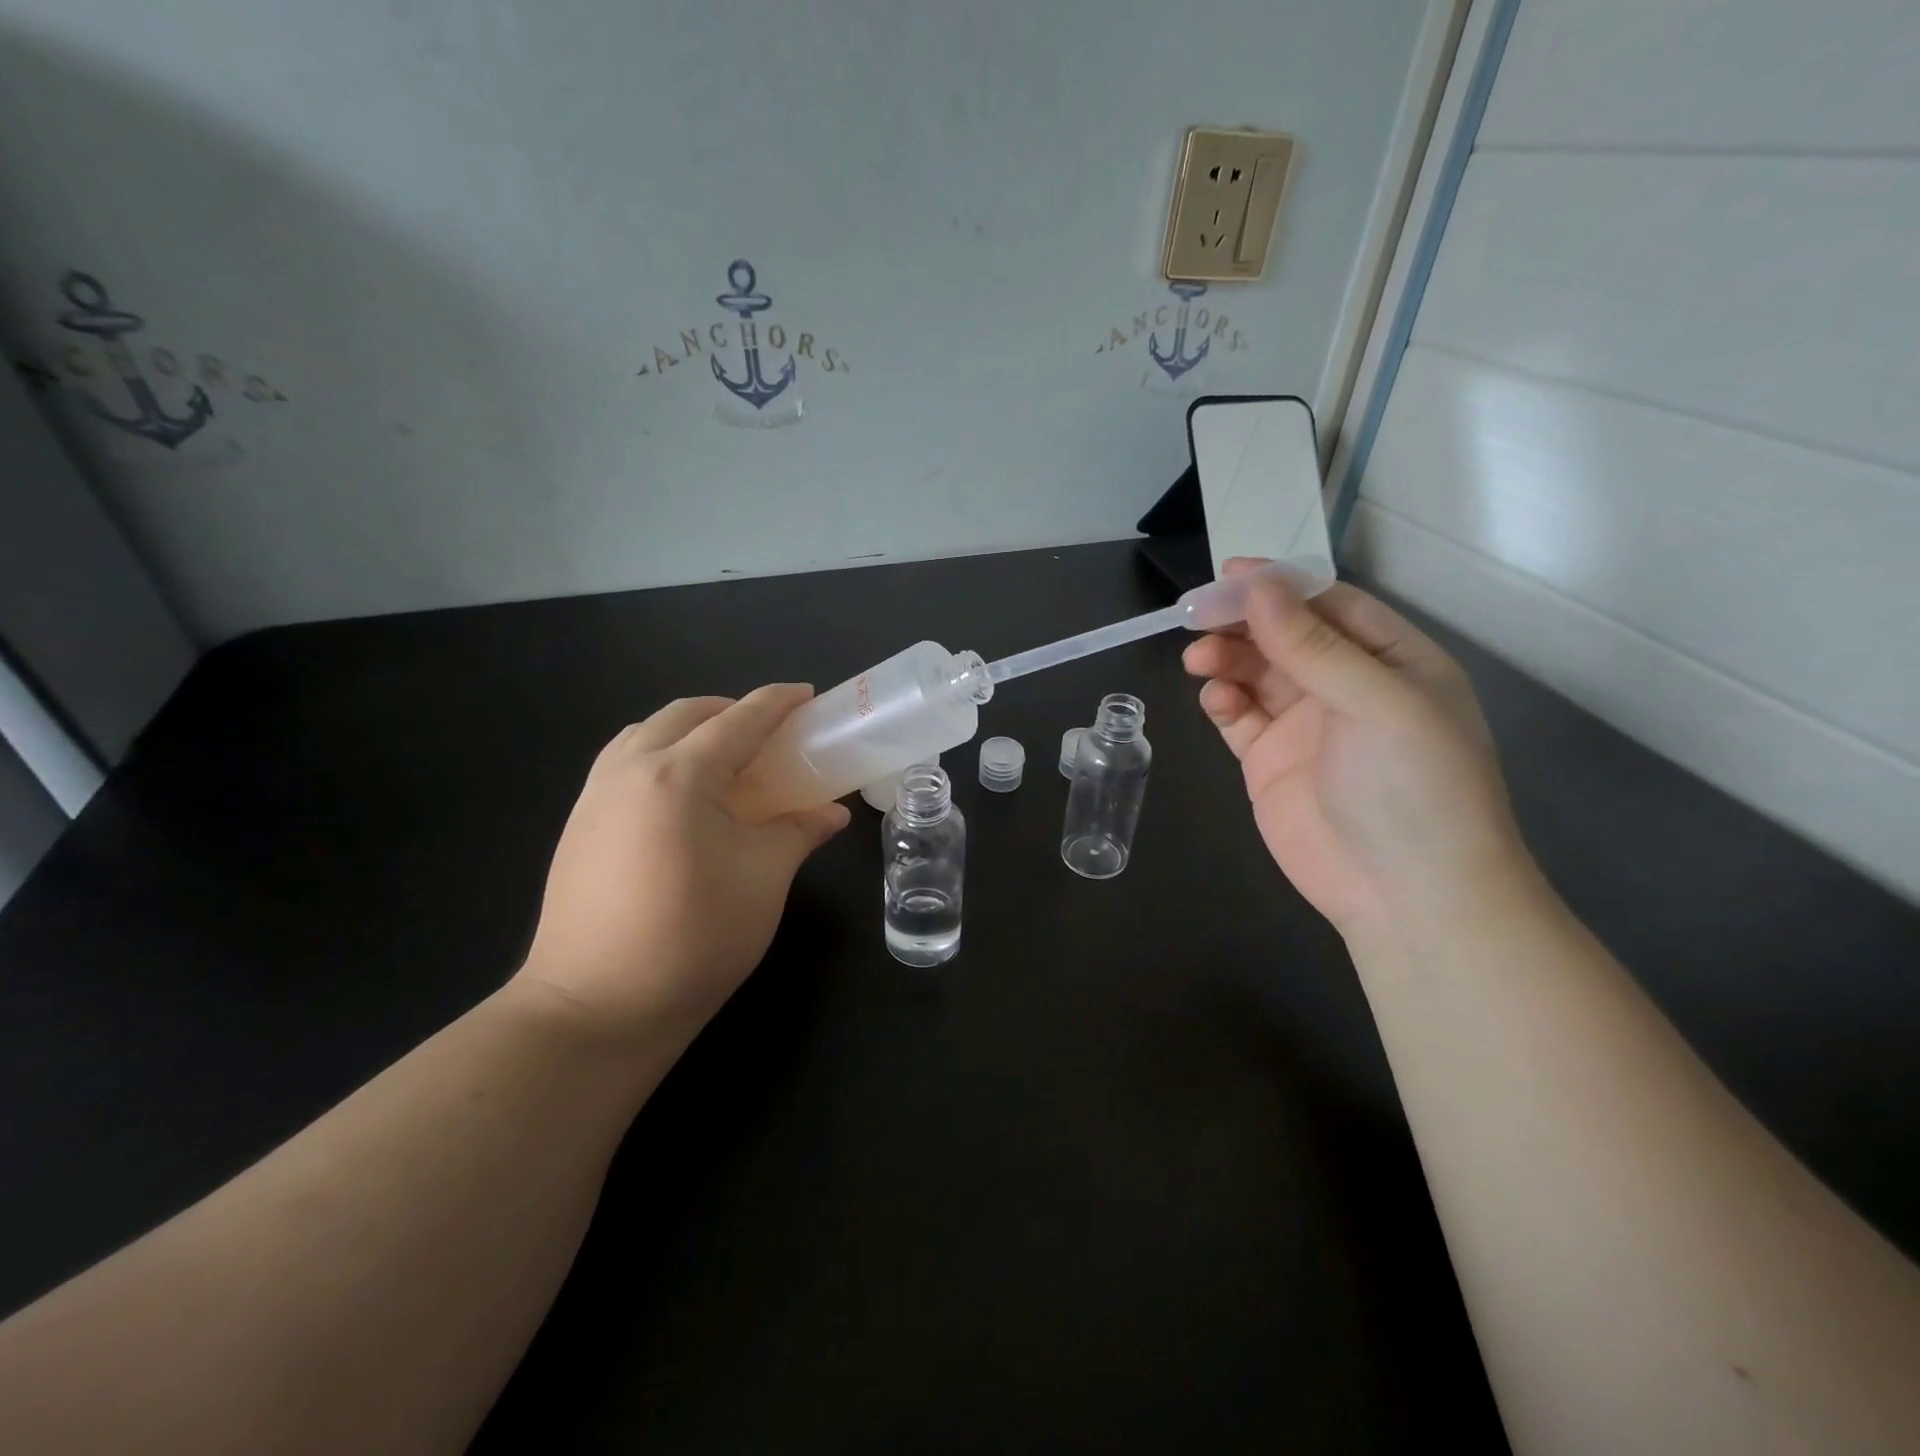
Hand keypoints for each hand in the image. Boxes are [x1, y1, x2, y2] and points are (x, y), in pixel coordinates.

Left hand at [512, 686, 850, 1049]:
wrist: (596, 1008)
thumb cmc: (694, 937)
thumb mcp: (764, 879)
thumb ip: (799, 832)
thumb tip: (831, 813)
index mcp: (679, 775)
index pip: (739, 720)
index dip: (778, 702)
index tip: (807, 695)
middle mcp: (630, 769)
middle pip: (685, 714)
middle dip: (730, 710)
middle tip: (769, 732)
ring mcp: (595, 795)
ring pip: (646, 733)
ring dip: (689, 729)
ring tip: (724, 758)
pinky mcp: (578, 825)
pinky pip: (623, 762)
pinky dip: (659, 755)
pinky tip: (680, 795)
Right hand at [1183, 561, 1533, 936]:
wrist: (1406, 893)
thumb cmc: (1412, 785)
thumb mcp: (1375, 702)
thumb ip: (1313, 645)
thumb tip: (1259, 587)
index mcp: (1391, 660)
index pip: (1329, 605)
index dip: (1280, 586)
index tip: (1229, 574)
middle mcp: (1347, 686)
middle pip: (1284, 635)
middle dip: (1243, 622)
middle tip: (1198, 617)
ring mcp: (1305, 725)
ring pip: (1256, 672)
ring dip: (1226, 658)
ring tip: (1198, 658)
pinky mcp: (1269, 761)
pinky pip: (1238, 716)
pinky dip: (1222, 700)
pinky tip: (1214, 698)